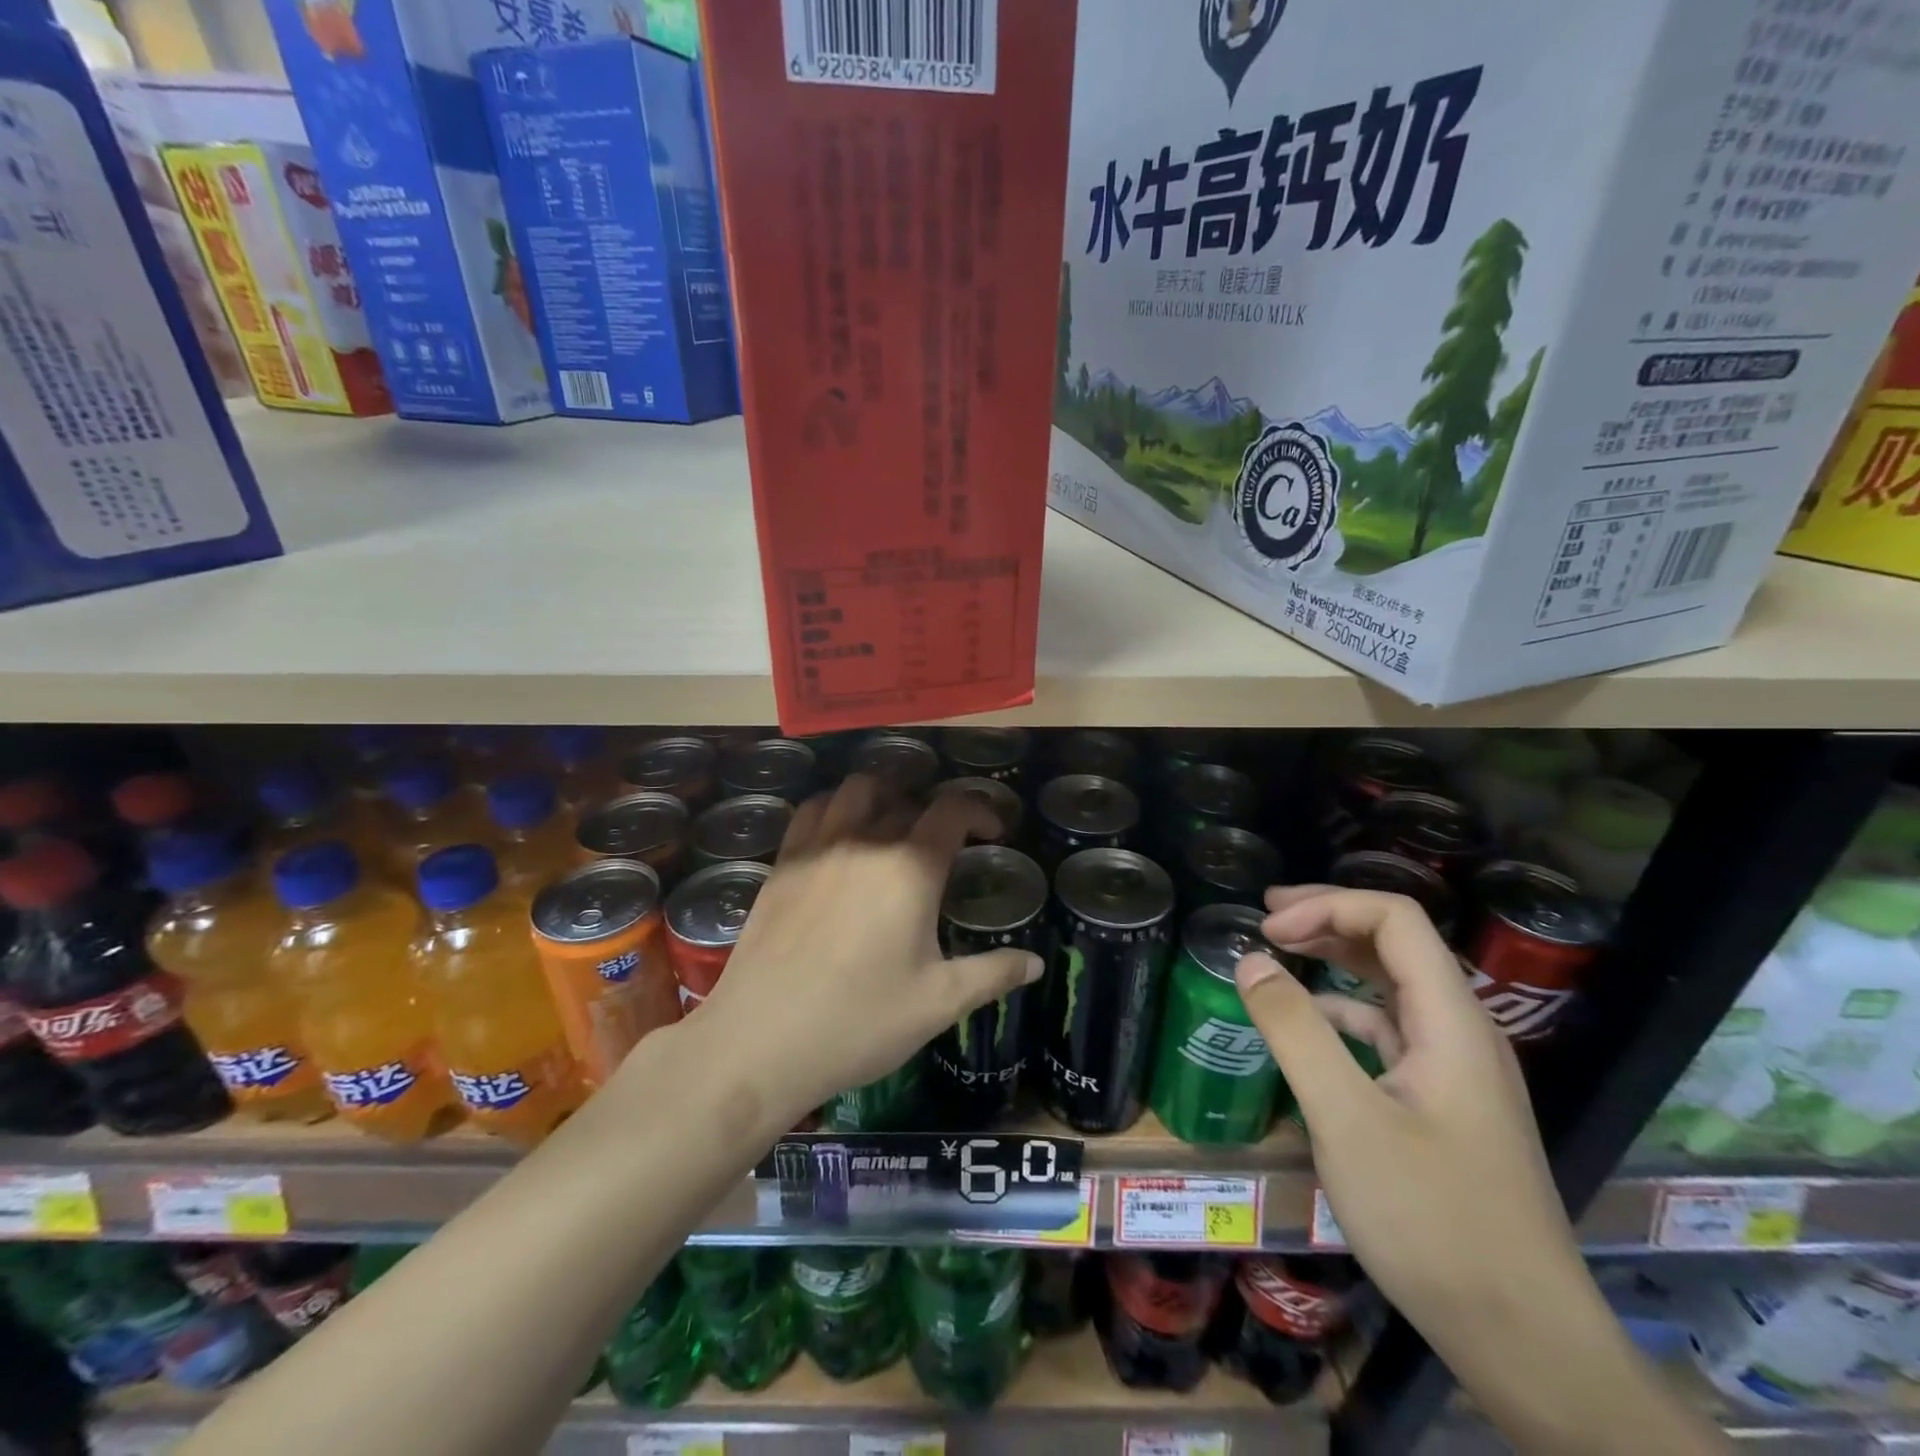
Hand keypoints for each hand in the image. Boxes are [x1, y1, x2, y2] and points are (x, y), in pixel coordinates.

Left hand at [692, 773, 1044, 1122]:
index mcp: (909, 868)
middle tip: (943, 845)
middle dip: (934, 812)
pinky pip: (812, 811)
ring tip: (892, 826)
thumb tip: (1035, 964)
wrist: (760, 1042)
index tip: (993, 832)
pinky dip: (835, 808)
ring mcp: (816, 848)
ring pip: (855, 791)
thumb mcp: (938, 1003)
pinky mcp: (781, 863)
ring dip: (883, 797)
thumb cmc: (859, 1022)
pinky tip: (840, 838)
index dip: (980, 811)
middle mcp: (864, 841)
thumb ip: (992, 974)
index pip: (952, 810)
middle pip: (906, 799)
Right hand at [1237, 886, 1725, 1452]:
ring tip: (1281, 954)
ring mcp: (1459, 1070)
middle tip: (1265, 919)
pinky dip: (1347, 1011)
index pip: (1395, 920)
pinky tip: (1313, 1026)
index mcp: (1452, 1022)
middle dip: (1329, 919)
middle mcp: (1464, 1032)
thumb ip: (1295, 1031)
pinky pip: (1393, 1031)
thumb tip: (1251, 960)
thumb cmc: (1432, 1220)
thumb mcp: (1345, 1119)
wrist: (1524, 1338)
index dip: (1327, 906)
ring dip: (1337, 959)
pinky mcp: (1447, 1103)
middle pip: (1398, 943)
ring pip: (1395, 986)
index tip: (1267, 929)